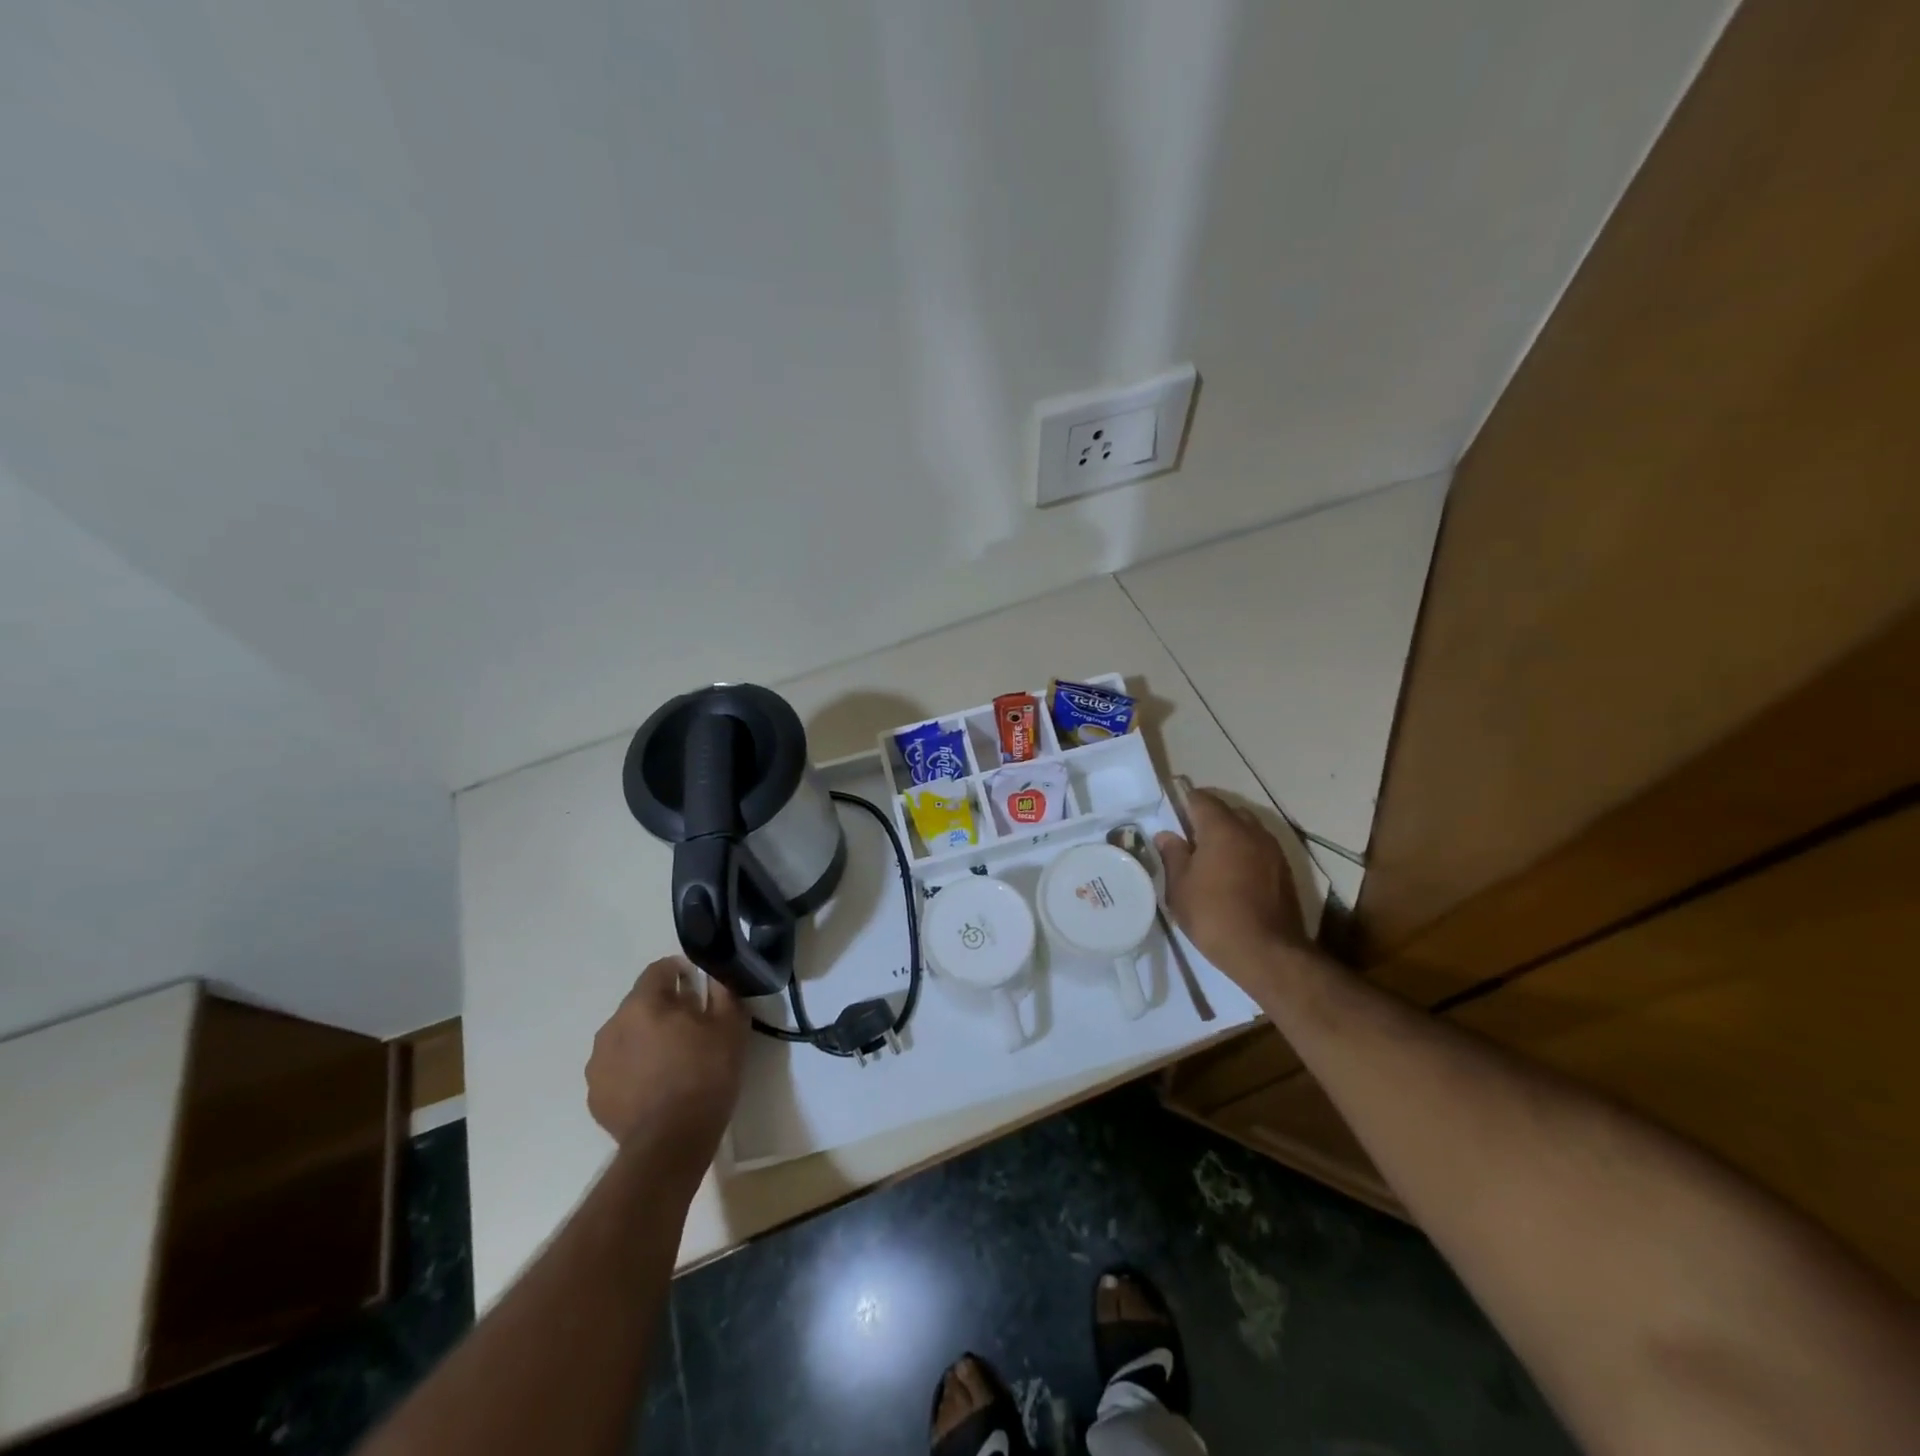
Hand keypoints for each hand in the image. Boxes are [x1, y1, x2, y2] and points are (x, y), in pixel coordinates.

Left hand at [586, 957, 746, 1166]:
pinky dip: (633, 1068)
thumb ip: (722, 991)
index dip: (679, 971)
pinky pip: (617, 1067)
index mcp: (643, 1004)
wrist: (671, 1144)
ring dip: (645, 1038)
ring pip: (626, 1035)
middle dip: (663, 1007)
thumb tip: (714, 975)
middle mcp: (613, 1026)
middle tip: (691, 1026)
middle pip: (640, 1003)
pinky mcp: (595, 1094)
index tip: (697, 985)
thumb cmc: (705, 1076)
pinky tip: (655, 1086)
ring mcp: (598, 1063)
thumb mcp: (730, 1027)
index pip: (658, 970)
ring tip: (671, 1059)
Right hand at [1156, 785, 1310, 980]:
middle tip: (1189, 840)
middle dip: (1208, 819)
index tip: (1172, 815)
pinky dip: (1245, 854)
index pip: (1201, 798)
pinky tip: (1233, 877)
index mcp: (1222, 828)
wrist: (1267, 952)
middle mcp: (1252, 830)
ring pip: (1247, 830)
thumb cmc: (1214, 914)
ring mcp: (1273, 850)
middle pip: (1227, 811)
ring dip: (1229, 837)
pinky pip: (1259, 850)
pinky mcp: (1285, 871)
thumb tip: (1167, 835)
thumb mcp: (1180, 887)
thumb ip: (1173, 855)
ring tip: (1212, 860)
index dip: (1184, 801)